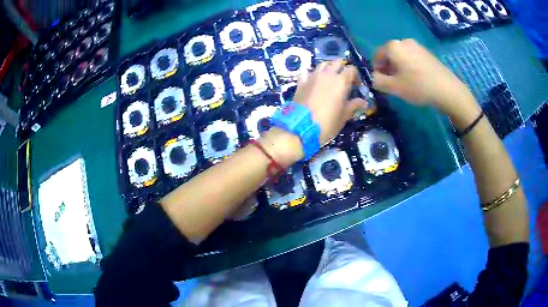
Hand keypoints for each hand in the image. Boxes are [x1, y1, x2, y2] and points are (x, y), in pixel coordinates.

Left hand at [293, 60, 367, 143]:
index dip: (355, 75)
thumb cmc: (326, 123)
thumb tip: (365, 102)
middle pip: (337, 63)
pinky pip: (308, 73)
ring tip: (330, 79)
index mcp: (340, 81)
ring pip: (322, 65)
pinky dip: (312, 75)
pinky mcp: (301, 83)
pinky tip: (314, 82)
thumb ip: (354, 106)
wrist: (300, 128)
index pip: (351, 69)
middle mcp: (327, 75)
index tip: (356, 86)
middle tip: (344, 80)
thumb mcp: (343, 116)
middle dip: (342, 68)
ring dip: (328, 68)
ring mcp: (312, 77)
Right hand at [371, 39, 474, 114]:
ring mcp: (417, 46)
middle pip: (389, 54)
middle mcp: (403, 41)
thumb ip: (378, 81)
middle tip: (393, 84)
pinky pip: (411, 57)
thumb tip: (374, 78)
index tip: (382, 83)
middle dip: (388, 68)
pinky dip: (409, 66)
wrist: (447, 90)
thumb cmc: (418, 87)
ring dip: (398, 68)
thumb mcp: (394, 87)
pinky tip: (416, 79)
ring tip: (406, 83)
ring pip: (401, 56)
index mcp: (393, 46)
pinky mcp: (426, 52)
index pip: (376, 55)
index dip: (376, 70)